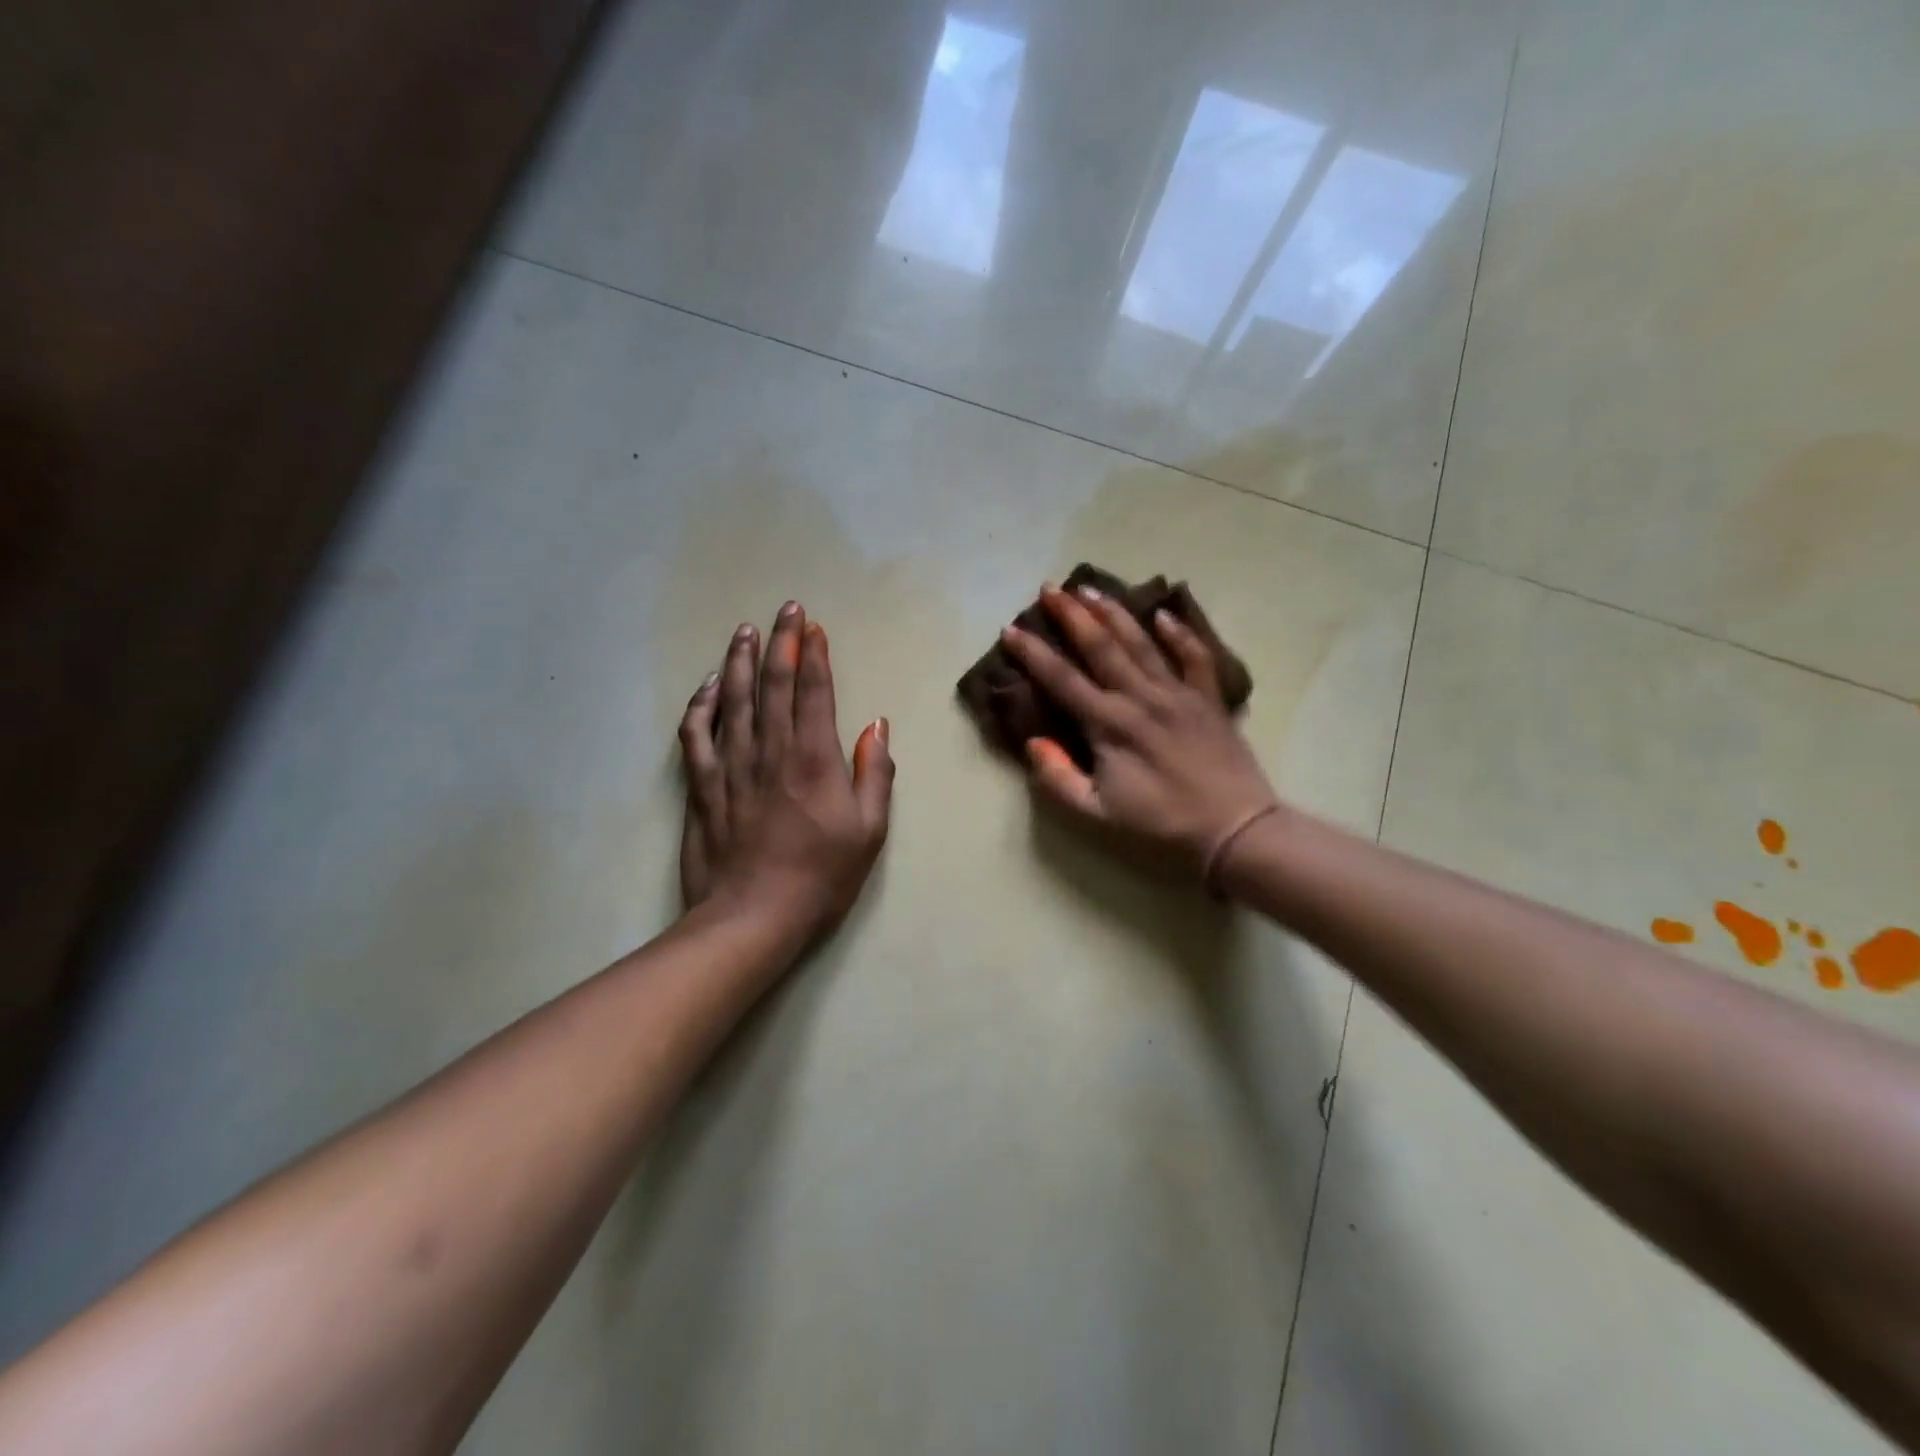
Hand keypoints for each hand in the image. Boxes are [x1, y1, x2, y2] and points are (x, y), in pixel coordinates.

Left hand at [679, 602, 893, 938]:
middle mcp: (770, 751)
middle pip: (772, 684)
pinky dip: (701, 705)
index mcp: (814, 760)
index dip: (813, 655)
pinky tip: (708, 686)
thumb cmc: (821, 877)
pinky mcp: (702, 786)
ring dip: (740, 661)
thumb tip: (877, 726)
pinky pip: (696, 734)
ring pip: (733, 699)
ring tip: (744, 631)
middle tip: (785, 610)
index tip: (812, 627)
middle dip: (780, 643)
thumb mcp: (869, 832)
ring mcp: (731, 766)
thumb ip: (875, 774)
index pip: (812, 692)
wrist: (752, 918)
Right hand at [1000, 584, 1279, 881]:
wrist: (1233, 826)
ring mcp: (1177, 692)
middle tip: (1050, 588)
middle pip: (1100, 646)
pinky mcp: (1207, 697)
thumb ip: (1058, 778)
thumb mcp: (1097, 812)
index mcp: (1109, 724)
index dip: (1033, 653)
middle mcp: (1140, 697)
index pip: (1062, 679)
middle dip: (1072, 615)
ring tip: (1090, 588)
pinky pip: (1194, 656)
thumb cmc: (1161, 822)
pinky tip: (1164, 614)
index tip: (1011, 629)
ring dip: (1113, 613)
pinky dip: (1180, 633)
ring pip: (1141, 642)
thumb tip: (1033, 742)